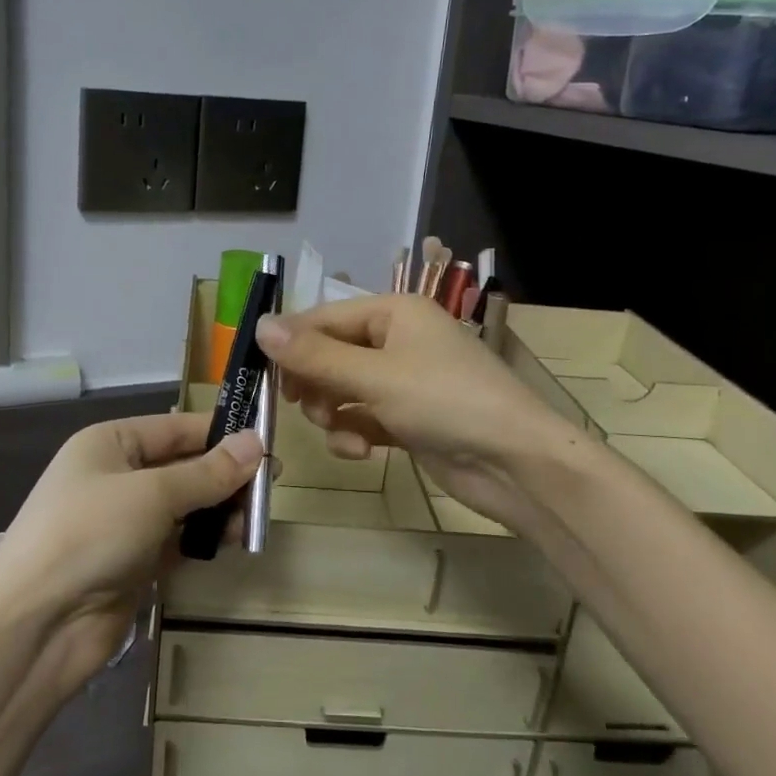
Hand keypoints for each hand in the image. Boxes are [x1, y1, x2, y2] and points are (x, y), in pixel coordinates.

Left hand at [0, 414, 262, 693]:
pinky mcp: (133, 563)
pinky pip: (178, 540)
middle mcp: (116, 477)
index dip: (221, 432)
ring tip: (260, 514)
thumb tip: (257, 444)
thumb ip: (208, 473)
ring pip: (184, 505)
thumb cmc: (88, 535)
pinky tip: (236, 539)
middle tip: (274, 482)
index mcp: (110, 443)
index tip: (268, 441)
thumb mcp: (152, 495)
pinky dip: (205, 538)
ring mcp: (123, 523)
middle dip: (225, 473)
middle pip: (182, 466)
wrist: (33, 628)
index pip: (176, 428)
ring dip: (219, 508)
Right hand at [256, 295, 575, 535]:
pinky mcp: (408, 418)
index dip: (291, 345)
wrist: (515, 463)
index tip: (260, 375)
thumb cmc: (445, 402)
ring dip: (334, 414)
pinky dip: (356, 432)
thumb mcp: (374, 376)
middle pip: (330, 356)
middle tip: (307, 409)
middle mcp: (397, 340)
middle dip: (315, 385)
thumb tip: (260, 325)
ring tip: (344, 433)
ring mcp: (404, 381)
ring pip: (342, 390)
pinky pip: (363, 417)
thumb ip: (314, 355)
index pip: (323, 318)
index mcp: (393, 313)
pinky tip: (362, 451)